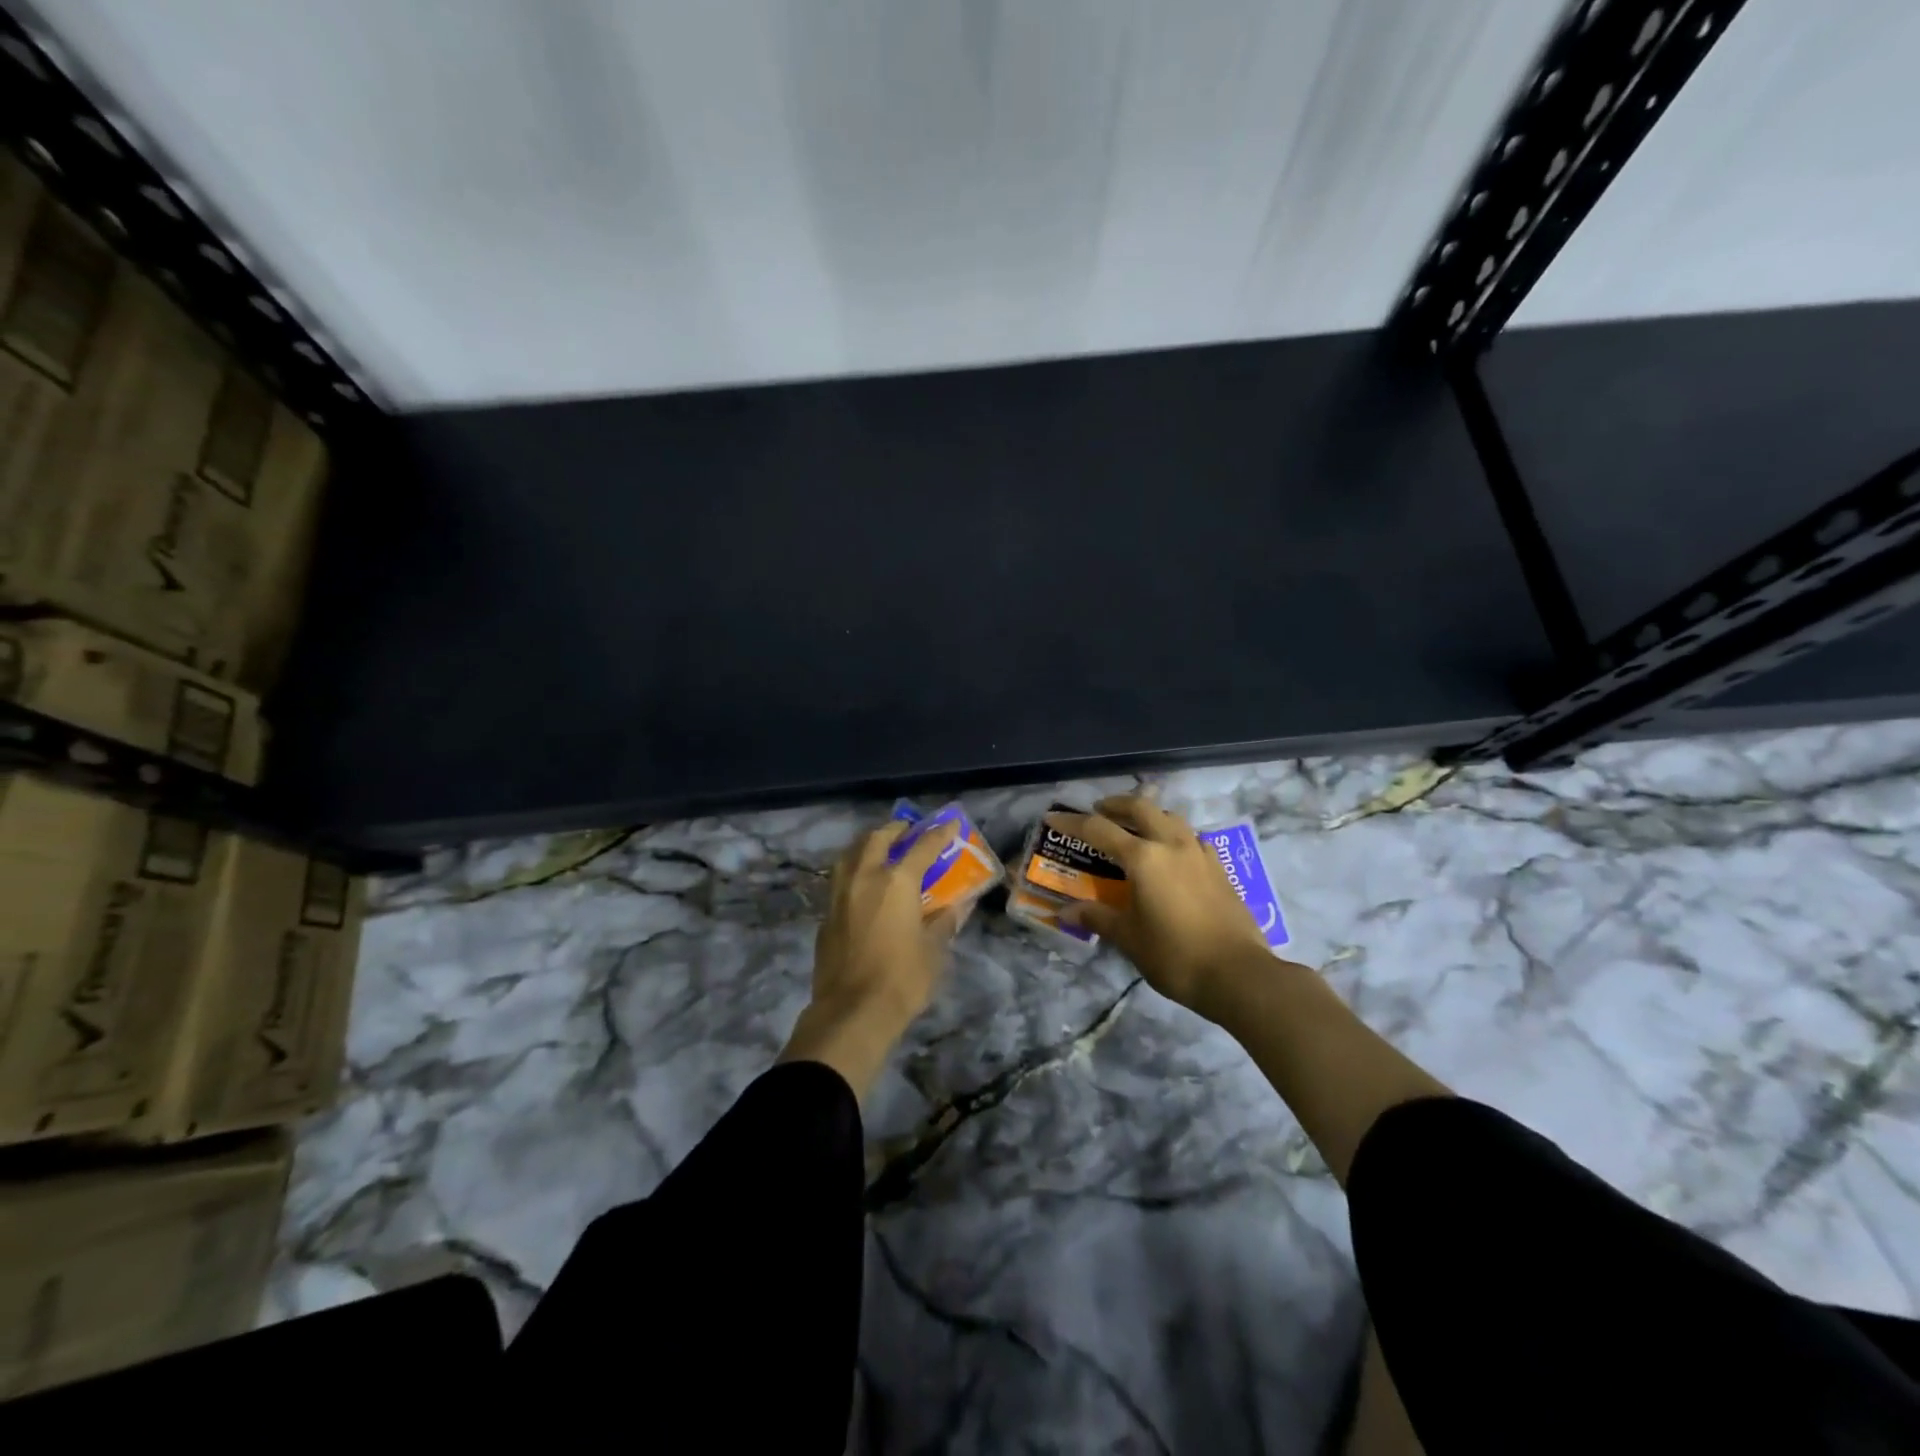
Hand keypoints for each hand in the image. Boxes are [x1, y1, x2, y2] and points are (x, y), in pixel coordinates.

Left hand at [778, 818, 961, 1098]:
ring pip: (851, 854)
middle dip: (896, 829)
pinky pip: (840, 879)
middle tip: (910, 830)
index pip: (923, 846)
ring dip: (868, 844)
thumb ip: (945, 921)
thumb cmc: (902, 979)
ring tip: (882, 848)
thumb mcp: (934, 951)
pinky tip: (863, 884)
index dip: (939, 833)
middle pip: (877, 838)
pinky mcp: (826, 914)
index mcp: (896, 881)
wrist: (851, 1012)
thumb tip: (958, 905)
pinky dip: (854, 870)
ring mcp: (840, 894)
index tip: (951, 823)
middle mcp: (865, 878)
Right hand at [1051, 796, 1271, 1011]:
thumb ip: (1098, 917)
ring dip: (1149, 815)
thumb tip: (1067, 911)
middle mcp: (1172, 845)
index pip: (1099, 830)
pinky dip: (1174, 835)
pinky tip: (1172, 854)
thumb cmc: (1175, 956)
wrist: (1239, 974)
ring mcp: (1200, 853)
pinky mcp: (1219, 868)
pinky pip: (1192, 838)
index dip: (1072, 823)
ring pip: (1171, 817)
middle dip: (1116, 804)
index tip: (1053, 818)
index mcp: (1144, 859)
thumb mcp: (1129, 938)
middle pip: (1141, 807)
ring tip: (1135, 828)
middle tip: (1099, 811)